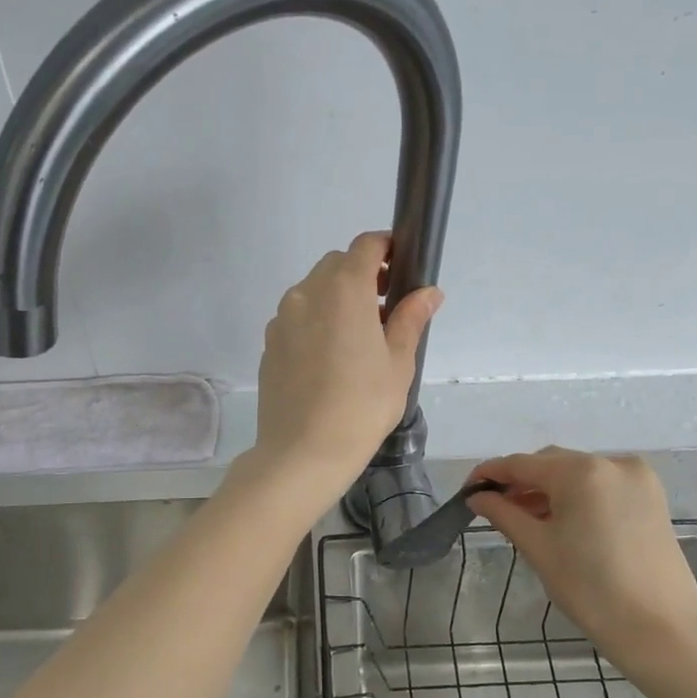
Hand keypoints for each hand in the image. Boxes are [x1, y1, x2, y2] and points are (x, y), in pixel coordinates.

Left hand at [251, 232, 440, 499]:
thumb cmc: (362, 406)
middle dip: (362, 275)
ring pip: (313, 290)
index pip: (365, 246)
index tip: (401, 267)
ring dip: (337, 298)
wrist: (303, 452)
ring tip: (357, 337)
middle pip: (336, 265)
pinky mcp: (269, 343)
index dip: (386, 248)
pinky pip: (296, 317)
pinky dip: (315, 321)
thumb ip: (410, 319)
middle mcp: (307, 293)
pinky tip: (329, 359)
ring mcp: (282, 318)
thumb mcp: (398, 363)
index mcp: (344, 290)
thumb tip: (428, 292)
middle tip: (385, 309)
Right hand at [467, 448, 696, 679]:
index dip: (490, 474)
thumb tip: (478, 497)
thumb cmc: (591, 590)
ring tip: (525, 519)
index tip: (467, 492)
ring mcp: (637, 479)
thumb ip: (504, 514)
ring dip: (549, 490)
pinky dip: (577, 497)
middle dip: (521, 482)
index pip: (522, 464)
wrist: (661, 632)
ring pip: (578, 474)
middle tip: (494, 509)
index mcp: (581, 472)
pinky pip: (602, 486)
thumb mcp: (539, 548)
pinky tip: (561, 522)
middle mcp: (612, 463)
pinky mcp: (652, 498)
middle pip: (551, 463)